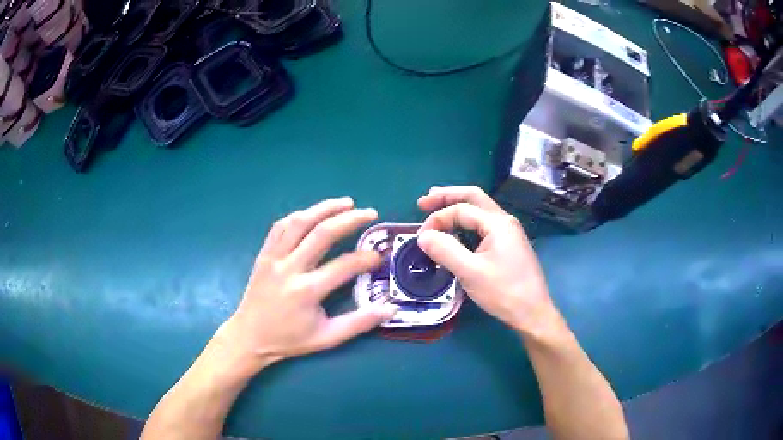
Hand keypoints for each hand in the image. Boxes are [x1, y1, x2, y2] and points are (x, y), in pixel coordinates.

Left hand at [218, 197, 397, 372]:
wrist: (250, 337)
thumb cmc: (289, 340)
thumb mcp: (327, 338)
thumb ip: (359, 323)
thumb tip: (390, 310)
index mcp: (307, 291)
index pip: (344, 265)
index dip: (366, 258)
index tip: (379, 256)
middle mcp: (289, 268)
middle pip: (322, 233)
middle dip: (350, 219)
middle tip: (369, 213)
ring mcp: (273, 258)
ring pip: (300, 222)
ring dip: (324, 208)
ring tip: (346, 202)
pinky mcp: (263, 254)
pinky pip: (280, 226)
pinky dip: (299, 216)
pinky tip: (313, 213)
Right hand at [417, 186, 561, 337]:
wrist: (533, 313)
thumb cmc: (503, 292)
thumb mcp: (470, 272)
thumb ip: (445, 250)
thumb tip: (423, 236)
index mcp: (498, 223)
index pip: (461, 209)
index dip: (437, 219)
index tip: (421, 237)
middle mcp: (505, 221)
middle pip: (473, 198)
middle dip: (447, 196)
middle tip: (424, 201)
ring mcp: (509, 233)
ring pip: (480, 211)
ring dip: (457, 207)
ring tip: (437, 207)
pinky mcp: (509, 245)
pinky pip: (484, 225)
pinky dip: (466, 222)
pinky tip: (458, 229)